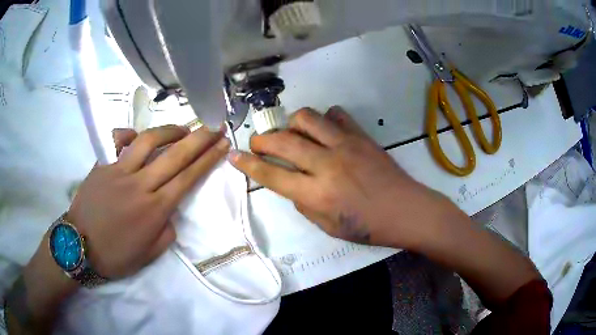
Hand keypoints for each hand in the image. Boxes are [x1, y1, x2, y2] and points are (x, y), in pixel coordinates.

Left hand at [68, 125, 229, 278]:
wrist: (79, 246)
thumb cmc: (115, 255)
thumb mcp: (149, 254)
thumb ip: (167, 232)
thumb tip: (171, 211)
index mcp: (155, 210)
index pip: (188, 177)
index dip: (208, 158)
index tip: (222, 143)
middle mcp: (140, 185)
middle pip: (175, 155)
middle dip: (200, 138)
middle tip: (215, 126)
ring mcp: (119, 171)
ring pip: (148, 140)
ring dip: (170, 130)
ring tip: (182, 128)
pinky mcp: (102, 164)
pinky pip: (117, 141)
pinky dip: (128, 134)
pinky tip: (136, 137)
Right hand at [229, 107, 453, 246]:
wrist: (406, 210)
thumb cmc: (368, 227)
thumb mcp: (327, 227)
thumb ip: (303, 203)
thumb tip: (292, 183)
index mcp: (317, 194)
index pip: (272, 175)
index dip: (248, 165)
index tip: (233, 155)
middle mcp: (327, 164)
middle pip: (283, 141)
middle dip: (262, 139)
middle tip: (258, 143)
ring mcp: (345, 145)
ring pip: (307, 118)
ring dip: (291, 123)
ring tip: (292, 134)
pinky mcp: (361, 136)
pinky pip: (336, 115)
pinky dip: (324, 120)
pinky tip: (325, 131)